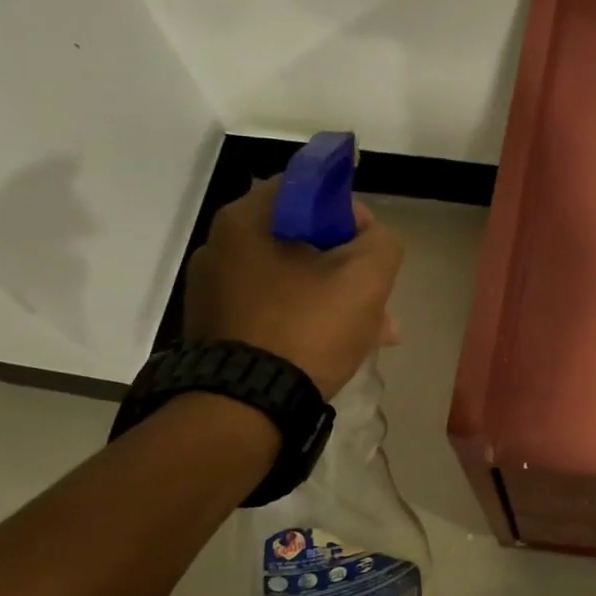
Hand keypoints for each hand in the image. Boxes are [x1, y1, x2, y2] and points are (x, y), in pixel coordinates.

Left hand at [183, 177, 404, 397]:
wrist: (245, 408)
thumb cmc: (307, 328)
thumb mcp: (367, 275)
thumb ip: (382, 241)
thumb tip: (370, 240)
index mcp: (248, 218)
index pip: (310, 186)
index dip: (351, 210)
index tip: (372, 245)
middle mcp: (221, 244)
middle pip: (304, 237)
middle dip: (349, 264)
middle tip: (379, 298)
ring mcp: (213, 289)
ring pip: (293, 277)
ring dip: (335, 296)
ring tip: (372, 334)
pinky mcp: (215, 327)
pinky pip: (273, 307)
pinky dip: (306, 317)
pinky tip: (334, 346)